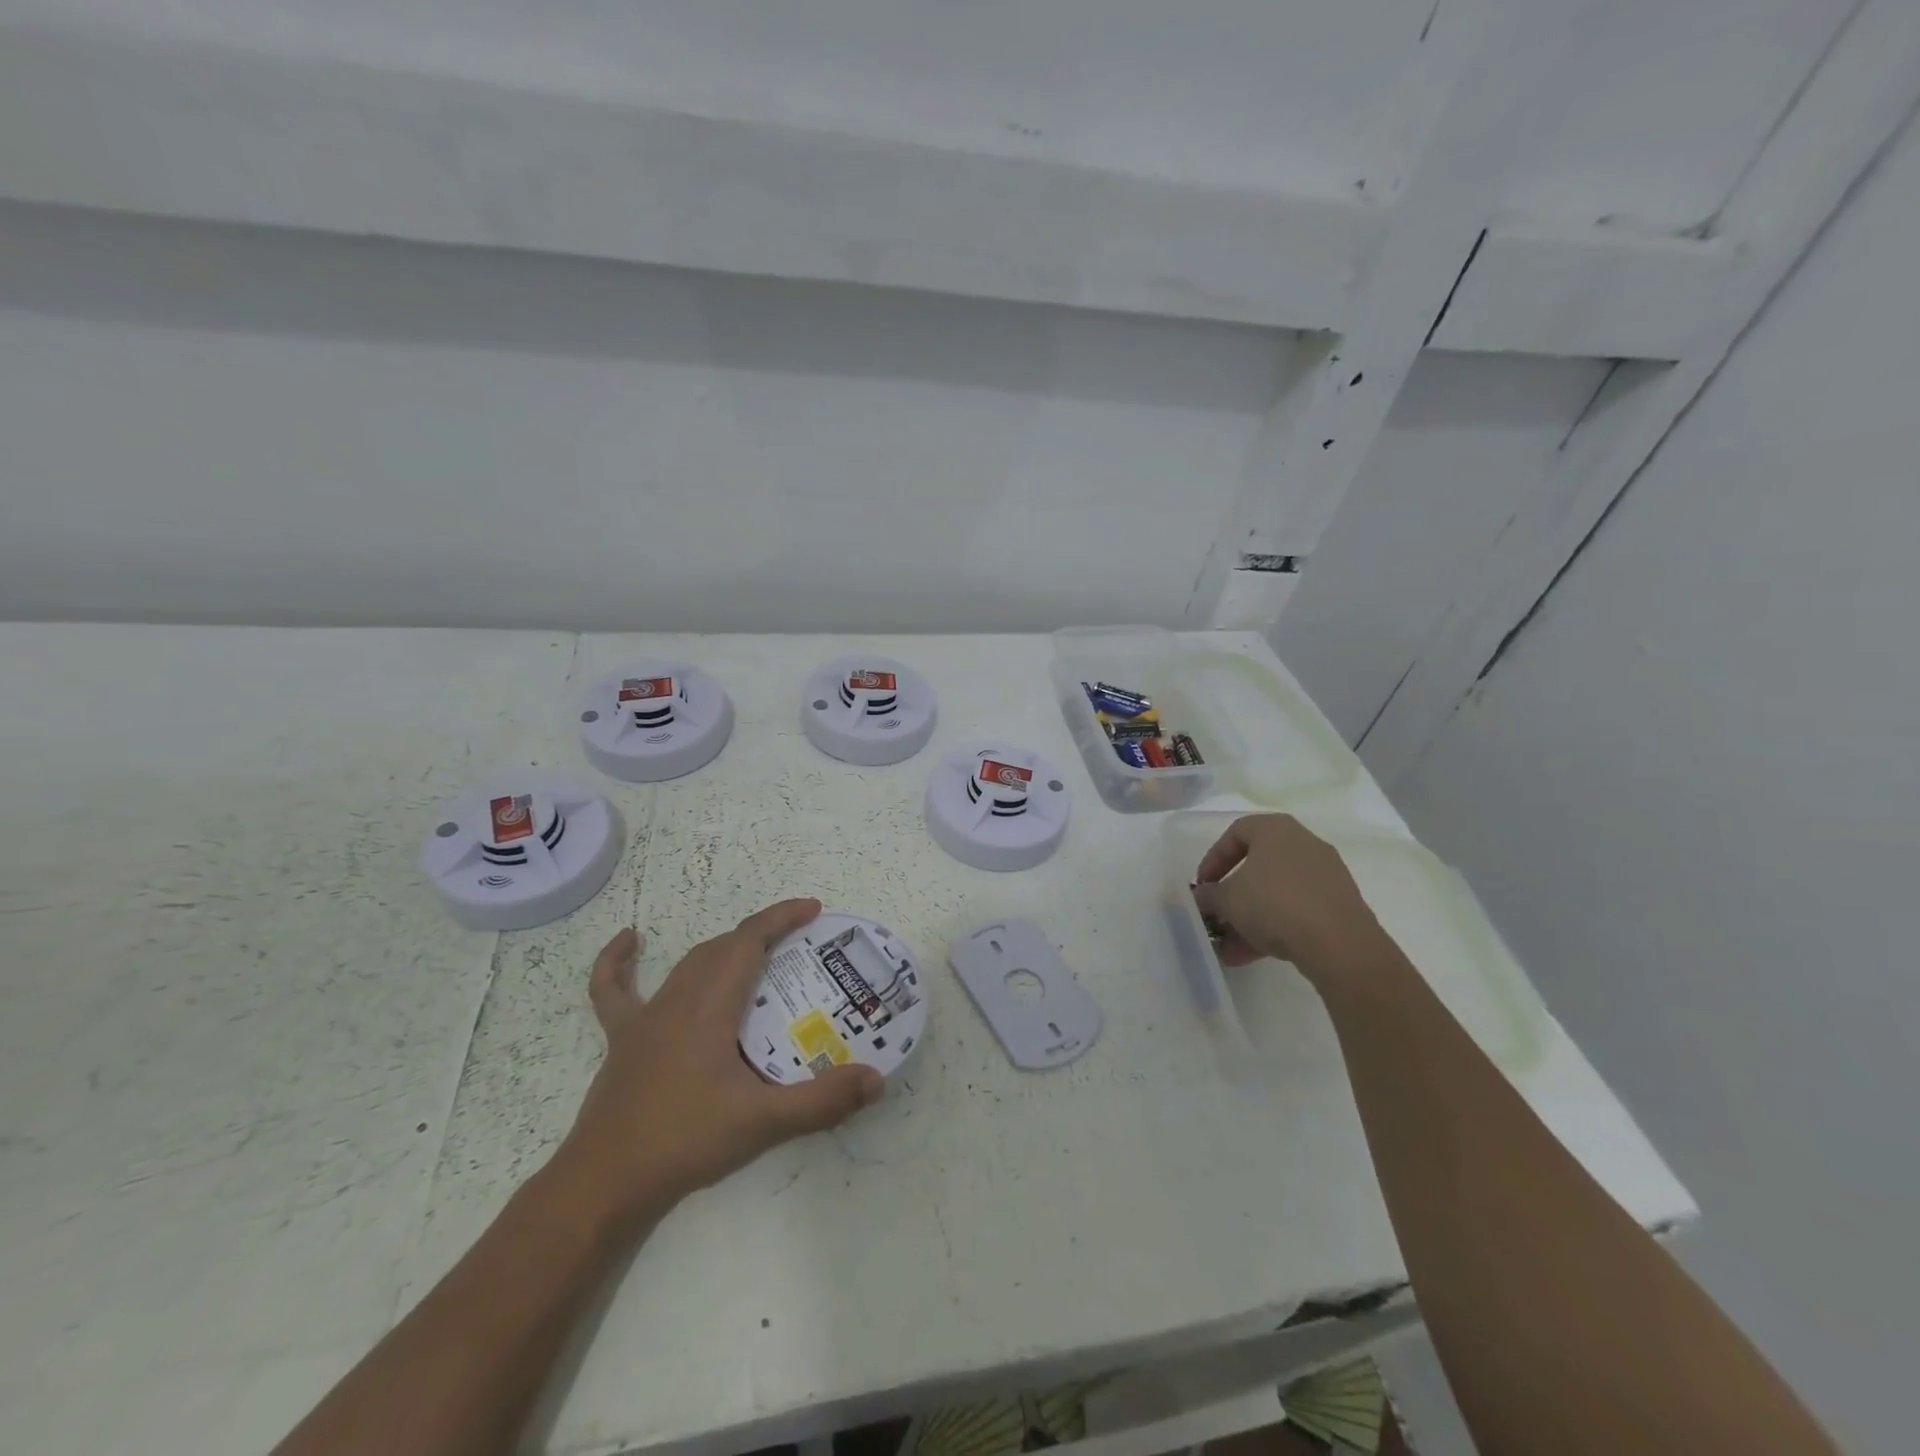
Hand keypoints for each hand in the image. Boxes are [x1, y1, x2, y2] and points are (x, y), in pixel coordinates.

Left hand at [551, 900, 882, 1233]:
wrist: (602, 1185)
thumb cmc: (684, 1143)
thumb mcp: (761, 1123)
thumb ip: (821, 1101)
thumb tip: (875, 1080)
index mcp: (710, 1006)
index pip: (749, 941)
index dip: (781, 918)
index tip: (814, 910)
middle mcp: (677, 1000)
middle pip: (723, 948)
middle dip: (762, 935)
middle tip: (799, 945)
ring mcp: (644, 1019)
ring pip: (689, 964)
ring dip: (724, 950)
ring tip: (755, 955)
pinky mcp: (622, 1041)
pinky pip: (615, 990)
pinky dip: (619, 962)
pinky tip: (629, 941)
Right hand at [1191, 814, 1387, 976]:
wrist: (1339, 944)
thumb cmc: (1274, 904)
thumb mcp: (1227, 899)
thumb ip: (1208, 895)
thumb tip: (1202, 897)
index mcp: (1276, 830)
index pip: (1236, 833)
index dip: (1213, 859)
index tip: (1203, 885)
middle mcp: (1303, 844)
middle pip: (1257, 866)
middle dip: (1232, 895)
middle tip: (1217, 915)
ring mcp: (1325, 875)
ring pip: (1276, 893)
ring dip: (1249, 917)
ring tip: (1229, 947)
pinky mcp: (1338, 905)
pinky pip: (1296, 910)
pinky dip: (1274, 927)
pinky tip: (1252, 955)